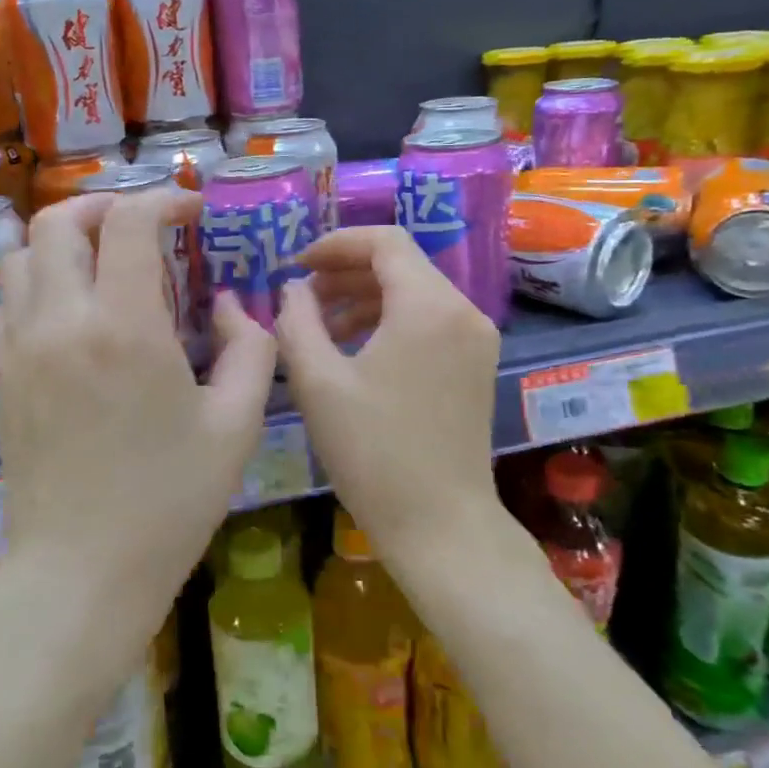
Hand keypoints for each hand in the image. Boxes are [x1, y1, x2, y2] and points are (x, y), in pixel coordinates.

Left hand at [0, 190, 277, 645]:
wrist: (80, 573)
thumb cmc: (169, 503)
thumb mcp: (236, 426)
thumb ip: (249, 348)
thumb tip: (229, 305)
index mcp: (125, 326)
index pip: (129, 222)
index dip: (163, 199)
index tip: (191, 211)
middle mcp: (62, 321)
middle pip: (57, 221)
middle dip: (103, 205)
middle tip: (141, 225)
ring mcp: (21, 347)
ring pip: (21, 255)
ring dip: (63, 241)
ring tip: (103, 261)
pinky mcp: (2, 376)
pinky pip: (8, 300)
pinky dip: (38, 281)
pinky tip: (72, 310)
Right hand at [275, 227, 500, 554]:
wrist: (441, 525)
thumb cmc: (374, 453)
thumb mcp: (318, 382)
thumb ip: (297, 321)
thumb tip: (292, 289)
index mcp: (428, 305)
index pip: (384, 241)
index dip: (335, 244)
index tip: (296, 266)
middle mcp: (463, 310)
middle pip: (401, 264)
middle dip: (346, 272)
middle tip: (301, 297)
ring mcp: (476, 338)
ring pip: (415, 292)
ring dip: (365, 297)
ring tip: (319, 324)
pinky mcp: (476, 364)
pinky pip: (429, 321)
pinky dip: (390, 320)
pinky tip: (355, 348)